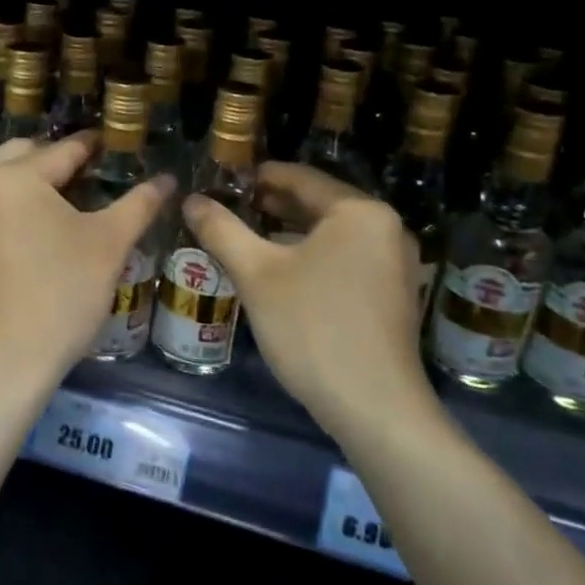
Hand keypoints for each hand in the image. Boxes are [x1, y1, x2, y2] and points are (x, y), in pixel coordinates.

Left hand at [0, 135, 172, 398]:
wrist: (1, 364)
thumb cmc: (60, 297)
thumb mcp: (108, 246)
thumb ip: (139, 204)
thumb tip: (168, 179)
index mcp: (13, 176)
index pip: (64, 149)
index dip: (95, 147)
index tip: (117, 145)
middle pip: (25, 154)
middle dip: (58, 159)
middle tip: (93, 174)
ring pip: (0, 177)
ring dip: (31, 179)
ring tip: (67, 200)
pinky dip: (9, 202)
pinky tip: (34, 226)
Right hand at [182, 162, 442, 442]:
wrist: (374, 408)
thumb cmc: (313, 328)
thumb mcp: (257, 275)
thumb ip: (221, 230)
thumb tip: (190, 200)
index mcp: (359, 211)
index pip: (301, 177)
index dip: (258, 176)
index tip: (223, 181)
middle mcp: (385, 228)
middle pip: (318, 204)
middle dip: (271, 204)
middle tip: (228, 209)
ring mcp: (394, 264)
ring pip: (331, 235)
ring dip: (288, 233)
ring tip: (245, 238)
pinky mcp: (391, 295)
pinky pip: (344, 259)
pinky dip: (311, 257)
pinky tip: (278, 272)